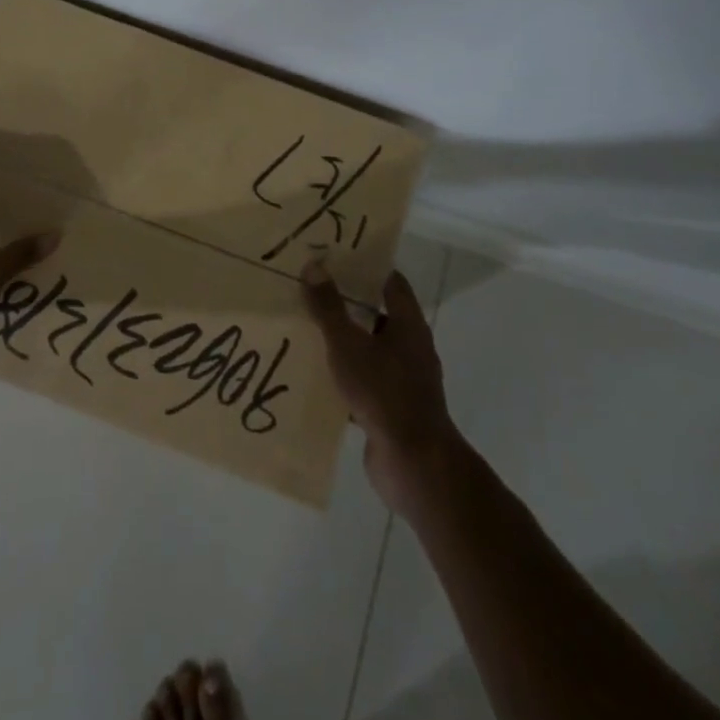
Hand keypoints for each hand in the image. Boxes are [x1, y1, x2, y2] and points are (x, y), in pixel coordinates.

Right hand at [302, 264, 460, 516]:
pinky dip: (345, 376)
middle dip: (348, 304)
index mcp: (408, 325)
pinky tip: (316, 376)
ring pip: (370, 351)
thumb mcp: (348, 344)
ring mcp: (404, 381)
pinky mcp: (393, 409)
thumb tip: (314, 265)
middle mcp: (411, 348)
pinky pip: (365, 382)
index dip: (366, 267)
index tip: (336, 257)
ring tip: (307, 330)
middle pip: (378, 316)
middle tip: (312, 290)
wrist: (413, 462)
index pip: (390, 283)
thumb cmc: (384, 392)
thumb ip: (329, 307)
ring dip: (344, 342)